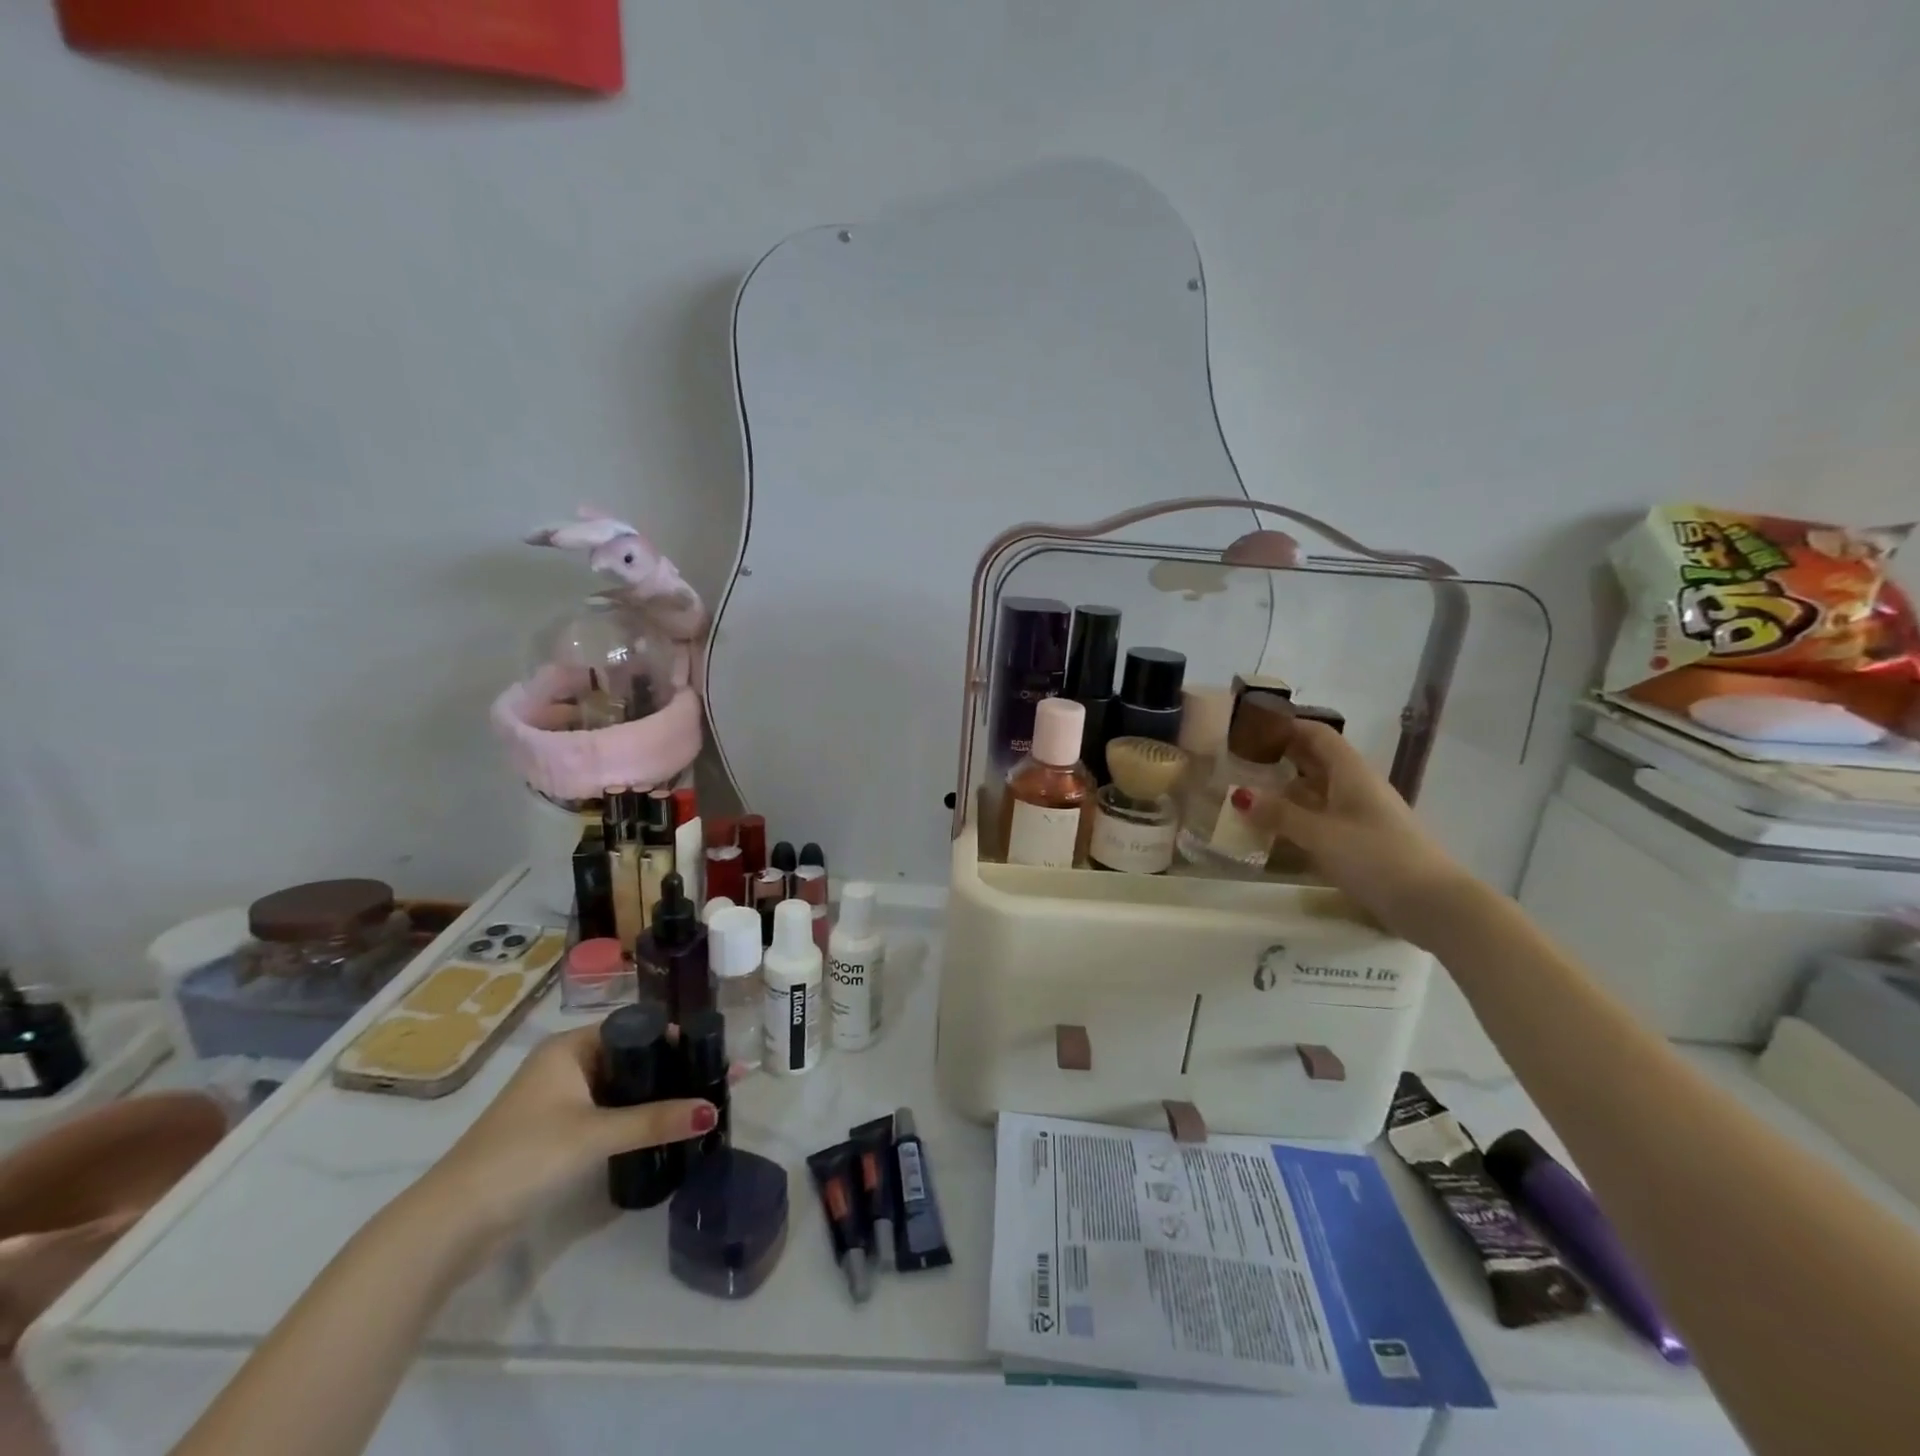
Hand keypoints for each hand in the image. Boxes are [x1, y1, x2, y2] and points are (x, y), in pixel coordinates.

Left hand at [423, 1027, 715, 1240]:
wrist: (450, 1224)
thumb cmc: (524, 1156)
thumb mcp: (595, 1134)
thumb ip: (655, 1121)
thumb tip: (712, 1110)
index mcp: (568, 1048)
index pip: (633, 1028)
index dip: (672, 1038)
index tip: (711, 1051)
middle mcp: (563, 1066)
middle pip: (629, 1058)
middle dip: (669, 1069)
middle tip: (712, 1080)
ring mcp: (557, 1101)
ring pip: (619, 1088)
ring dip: (653, 1096)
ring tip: (697, 1103)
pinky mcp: (555, 1134)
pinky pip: (607, 1113)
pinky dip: (633, 1118)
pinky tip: (662, 1128)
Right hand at [1255, 722, 1472, 942]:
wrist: (1433, 904)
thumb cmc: (1376, 857)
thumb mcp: (1321, 834)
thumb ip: (1280, 814)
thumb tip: (1240, 795)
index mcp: (1351, 773)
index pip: (1317, 735)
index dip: (1287, 727)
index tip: (1251, 729)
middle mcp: (1356, 787)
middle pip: (1316, 762)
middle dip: (1280, 759)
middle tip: (1239, 764)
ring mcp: (1361, 816)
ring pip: (1318, 793)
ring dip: (1286, 793)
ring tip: (1247, 798)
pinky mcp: (1362, 843)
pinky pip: (1323, 820)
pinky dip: (1298, 820)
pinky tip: (1274, 833)